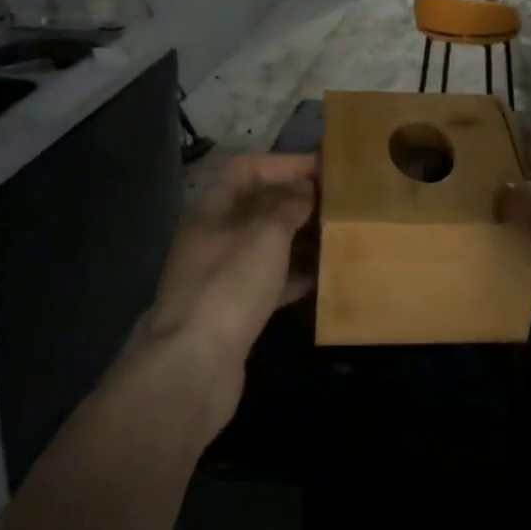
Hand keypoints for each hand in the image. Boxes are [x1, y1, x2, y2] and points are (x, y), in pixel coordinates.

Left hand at [141, 152, 317, 421]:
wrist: (192, 366)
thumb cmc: (230, 284)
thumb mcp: (266, 234)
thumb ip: (288, 206)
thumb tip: (305, 189)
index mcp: (213, 208)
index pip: (248, 168)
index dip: (285, 163)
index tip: (324, 167)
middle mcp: (214, 235)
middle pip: (258, 206)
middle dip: (296, 200)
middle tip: (338, 201)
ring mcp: (221, 274)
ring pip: (266, 244)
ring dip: (298, 238)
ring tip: (337, 234)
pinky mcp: (233, 309)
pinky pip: (269, 280)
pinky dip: (294, 275)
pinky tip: (323, 277)